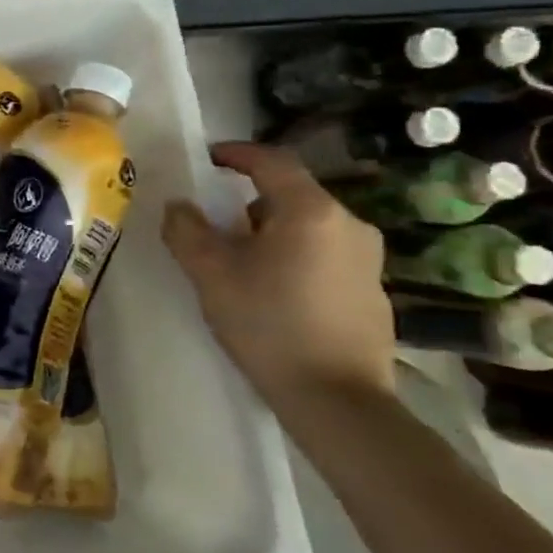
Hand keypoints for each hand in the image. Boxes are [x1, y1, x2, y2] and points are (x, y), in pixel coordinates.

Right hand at [160, 141, 394, 411]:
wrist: (337, 399)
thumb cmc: (268, 324)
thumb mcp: (211, 274)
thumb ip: (187, 230)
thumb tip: (179, 206)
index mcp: (310, 211)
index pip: (271, 161)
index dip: (235, 153)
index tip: (206, 159)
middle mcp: (349, 223)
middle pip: (290, 194)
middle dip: (248, 201)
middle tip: (215, 223)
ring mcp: (368, 258)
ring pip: (308, 226)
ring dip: (272, 231)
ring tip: (241, 262)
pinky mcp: (373, 290)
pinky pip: (325, 254)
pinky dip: (295, 257)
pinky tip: (275, 292)